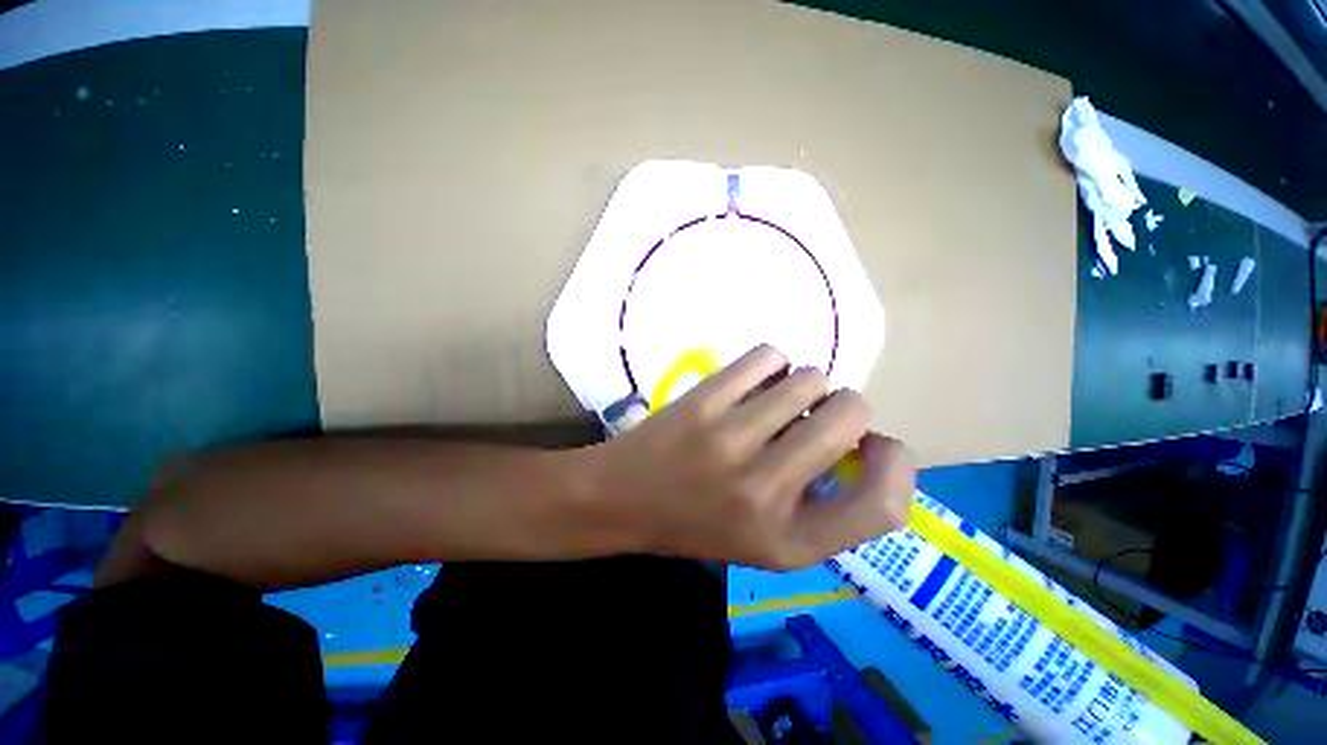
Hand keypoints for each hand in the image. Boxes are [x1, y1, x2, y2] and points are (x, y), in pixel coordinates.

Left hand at [581, 345, 914, 569]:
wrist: (623, 500)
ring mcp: (730, 440)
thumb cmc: (698, 523)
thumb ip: (826, 506)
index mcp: (790, 541)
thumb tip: (864, 441)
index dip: (898, 463)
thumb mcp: (769, 543)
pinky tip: (752, 382)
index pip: (885, 505)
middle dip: (844, 407)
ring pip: (808, 378)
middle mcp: (766, 492)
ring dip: (803, 385)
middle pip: (850, 413)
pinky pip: (766, 357)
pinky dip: (770, 363)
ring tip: (776, 401)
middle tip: (812, 416)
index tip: (874, 444)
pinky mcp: (703, 402)